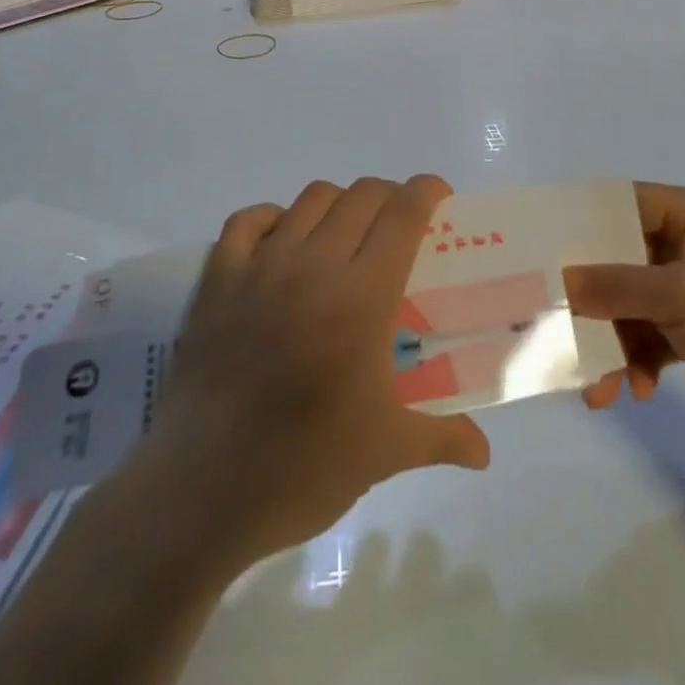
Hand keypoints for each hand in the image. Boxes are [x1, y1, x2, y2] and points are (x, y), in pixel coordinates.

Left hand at [140, 176, 490, 570]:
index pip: (403, 215)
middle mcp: (314, 265)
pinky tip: (282, 242)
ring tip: (347, 235)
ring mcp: (261, 266)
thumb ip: (443, 438)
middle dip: (390, 197)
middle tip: (400, 226)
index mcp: (362, 297)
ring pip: (311, 200)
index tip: (441, 196)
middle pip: (362, 196)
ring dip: (340, 204)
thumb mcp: (385, 454)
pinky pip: (248, 220)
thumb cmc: (301, 469)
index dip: (427, 192)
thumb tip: (485, 453)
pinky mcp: (218, 279)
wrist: (199, 492)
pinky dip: (273, 217)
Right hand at [565, 183, 684, 441]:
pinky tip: (634, 391)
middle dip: (591, 294)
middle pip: (621, 256)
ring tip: (597, 384)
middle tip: (554, 318)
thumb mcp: (683, 296)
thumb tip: (559, 280)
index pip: (624, 202)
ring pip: (630, 301)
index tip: (541, 245)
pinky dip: (635, 359)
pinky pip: (648, 334)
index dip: (583, 221)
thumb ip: (616, 284)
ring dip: (611, 340)